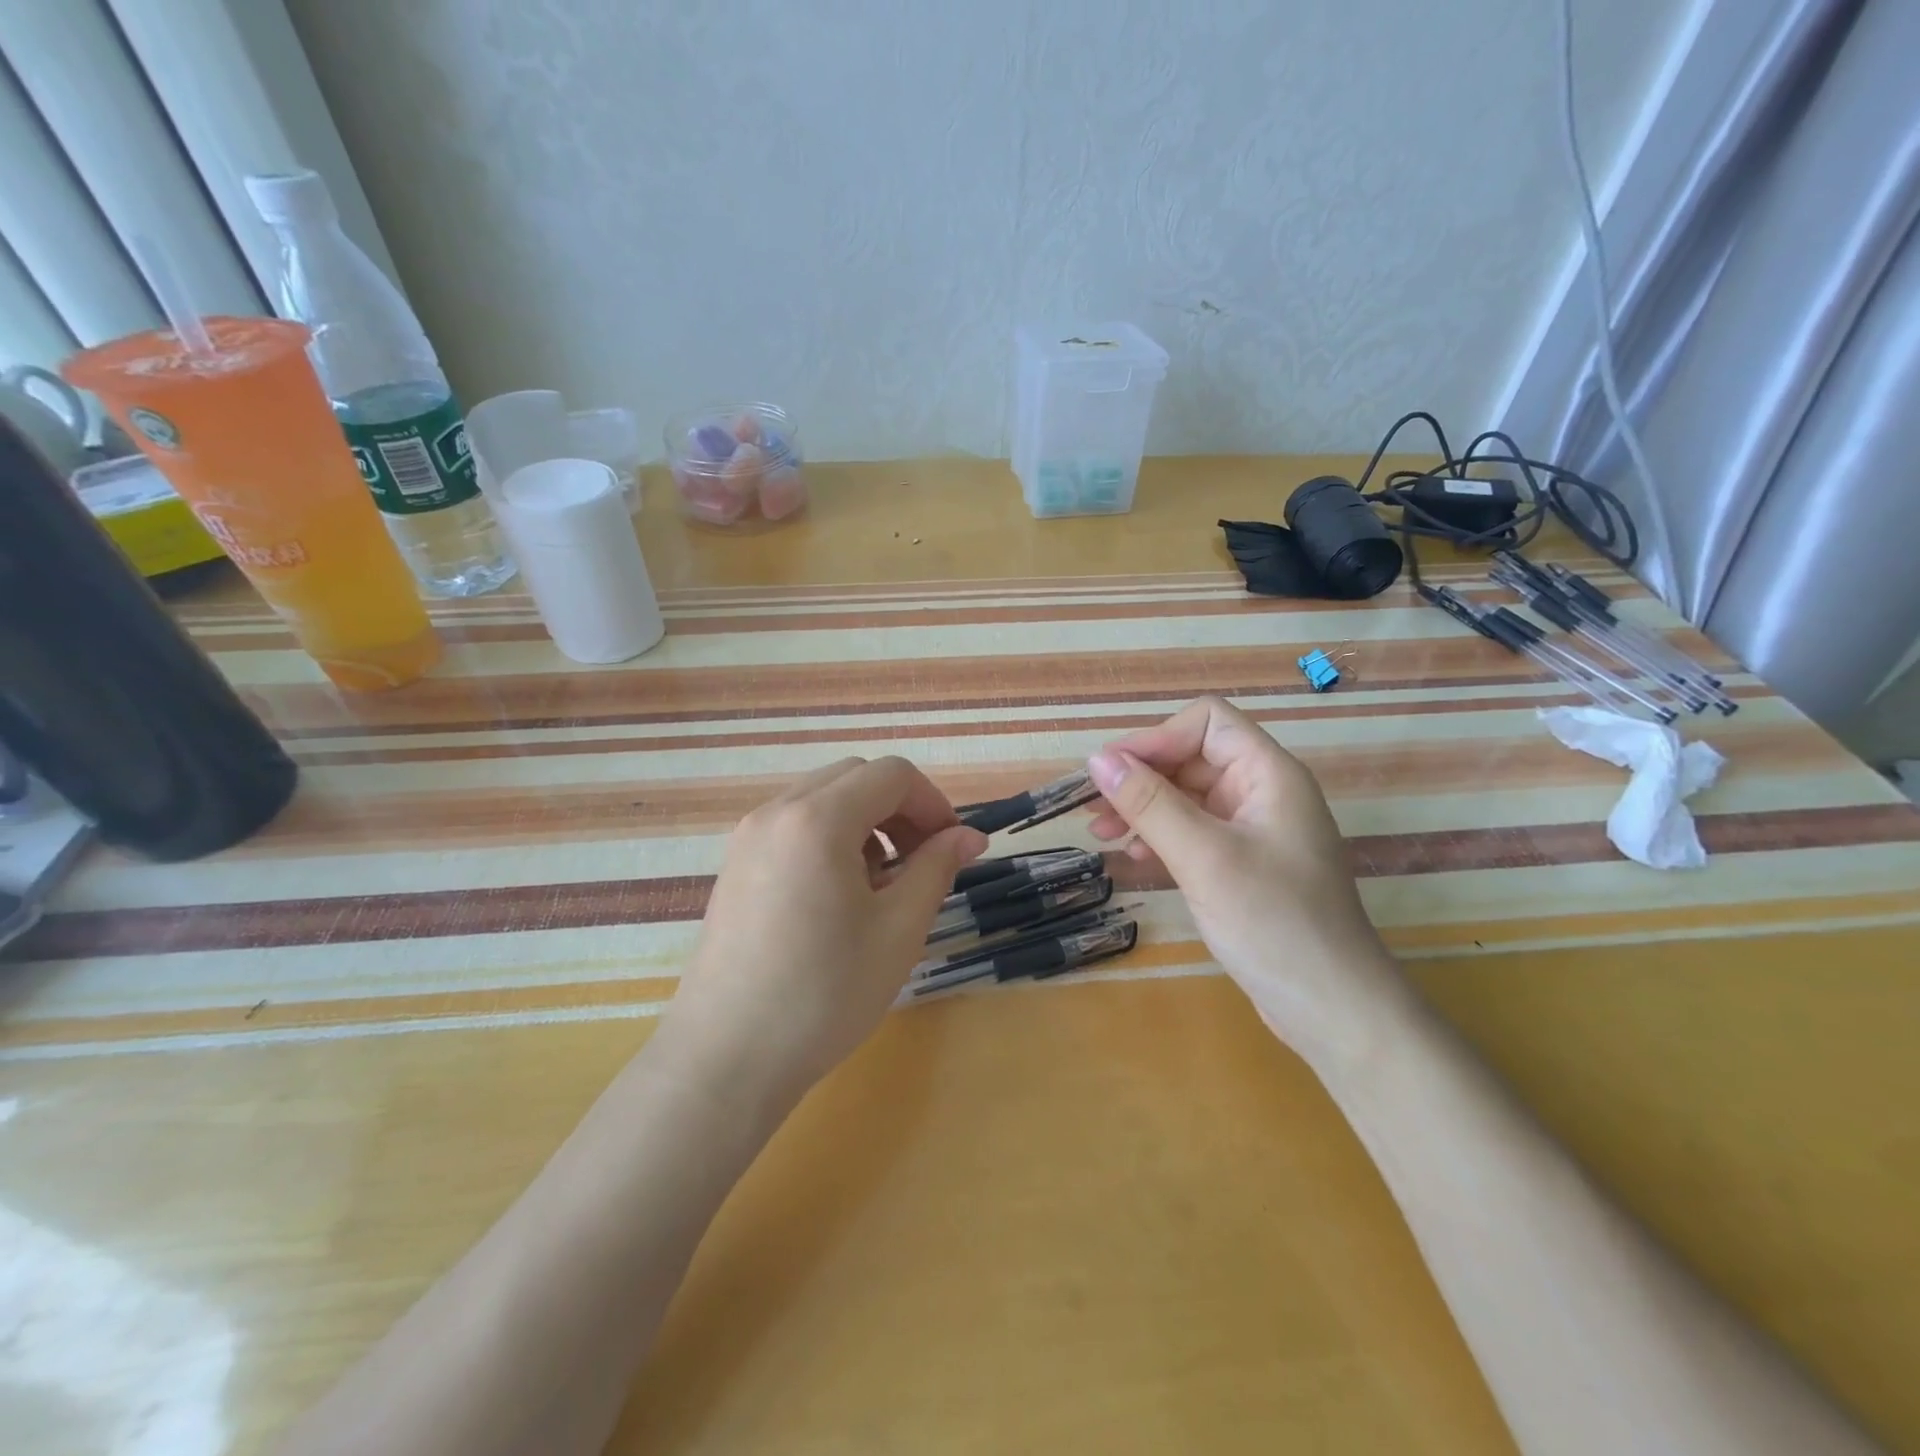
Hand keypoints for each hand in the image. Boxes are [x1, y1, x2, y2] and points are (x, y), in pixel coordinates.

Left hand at [663, 757, 987, 1114]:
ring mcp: (748, 837)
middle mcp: (777, 811)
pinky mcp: (735, 865)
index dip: (933, 803)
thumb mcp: (899, 930)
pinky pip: (794, 825)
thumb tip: (970, 836)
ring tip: (881, 884)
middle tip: (922, 862)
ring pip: (823, 799)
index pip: (892, 774)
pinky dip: (830, 838)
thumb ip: (937, 868)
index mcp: (818, 819)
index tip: (952, 849)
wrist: (726, 1058)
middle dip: (900, 808)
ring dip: (865, 822)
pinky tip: (838, 896)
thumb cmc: (824, 993)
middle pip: (855, 777)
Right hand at [1086, 697, 1405, 1058]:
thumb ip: (1150, 804)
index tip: (1110, 773)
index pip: (1207, 723)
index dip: (1156, 738)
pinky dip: (1160, 837)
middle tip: (1092, 810)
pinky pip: (1193, 832)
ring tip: (1101, 835)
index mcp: (1268, 774)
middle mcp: (1262, 792)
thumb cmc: (1274, 922)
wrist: (1332, 1008)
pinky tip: (1135, 859)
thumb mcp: (1204, 857)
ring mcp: (1253, 830)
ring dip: (1143, 808)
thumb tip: (1098, 760)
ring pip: (1187, 797)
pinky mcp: (1242, 864)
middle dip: (1140, 777)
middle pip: (1192, 757)